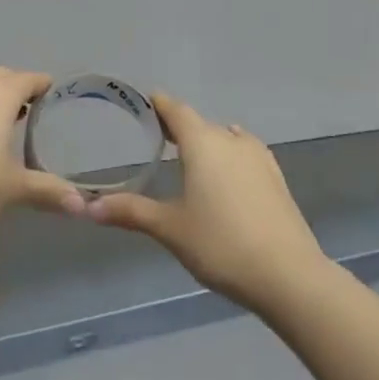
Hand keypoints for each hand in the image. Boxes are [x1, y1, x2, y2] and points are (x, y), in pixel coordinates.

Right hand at [88, 93, 322, 316]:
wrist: (289, 275)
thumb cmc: (221, 244)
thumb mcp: (170, 228)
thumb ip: (131, 212)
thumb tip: (89, 207)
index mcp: (202, 143)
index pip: (176, 110)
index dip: (158, 105)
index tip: (142, 104)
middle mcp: (231, 140)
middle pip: (199, 123)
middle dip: (178, 127)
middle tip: (155, 138)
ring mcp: (258, 158)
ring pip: (225, 138)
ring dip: (206, 142)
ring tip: (188, 158)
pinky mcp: (276, 178)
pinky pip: (245, 154)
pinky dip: (229, 157)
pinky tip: (225, 175)